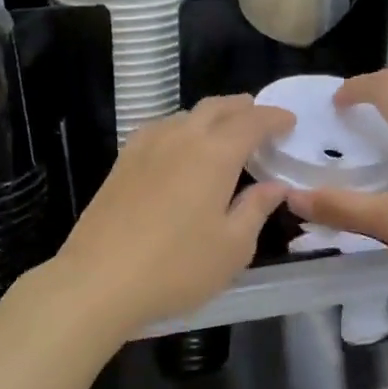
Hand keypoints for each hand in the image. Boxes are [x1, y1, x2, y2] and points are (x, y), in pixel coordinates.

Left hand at [38, 95, 294, 337]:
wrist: (99, 280)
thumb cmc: (177, 267)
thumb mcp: (232, 247)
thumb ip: (256, 209)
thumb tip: (275, 186)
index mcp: (214, 154)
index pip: (251, 122)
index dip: (273, 118)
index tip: (289, 121)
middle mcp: (180, 138)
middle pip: (215, 108)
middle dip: (242, 108)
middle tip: (259, 119)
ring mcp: (146, 147)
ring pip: (185, 116)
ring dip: (210, 117)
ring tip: (223, 133)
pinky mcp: (122, 162)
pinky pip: (160, 130)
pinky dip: (181, 128)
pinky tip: (179, 148)